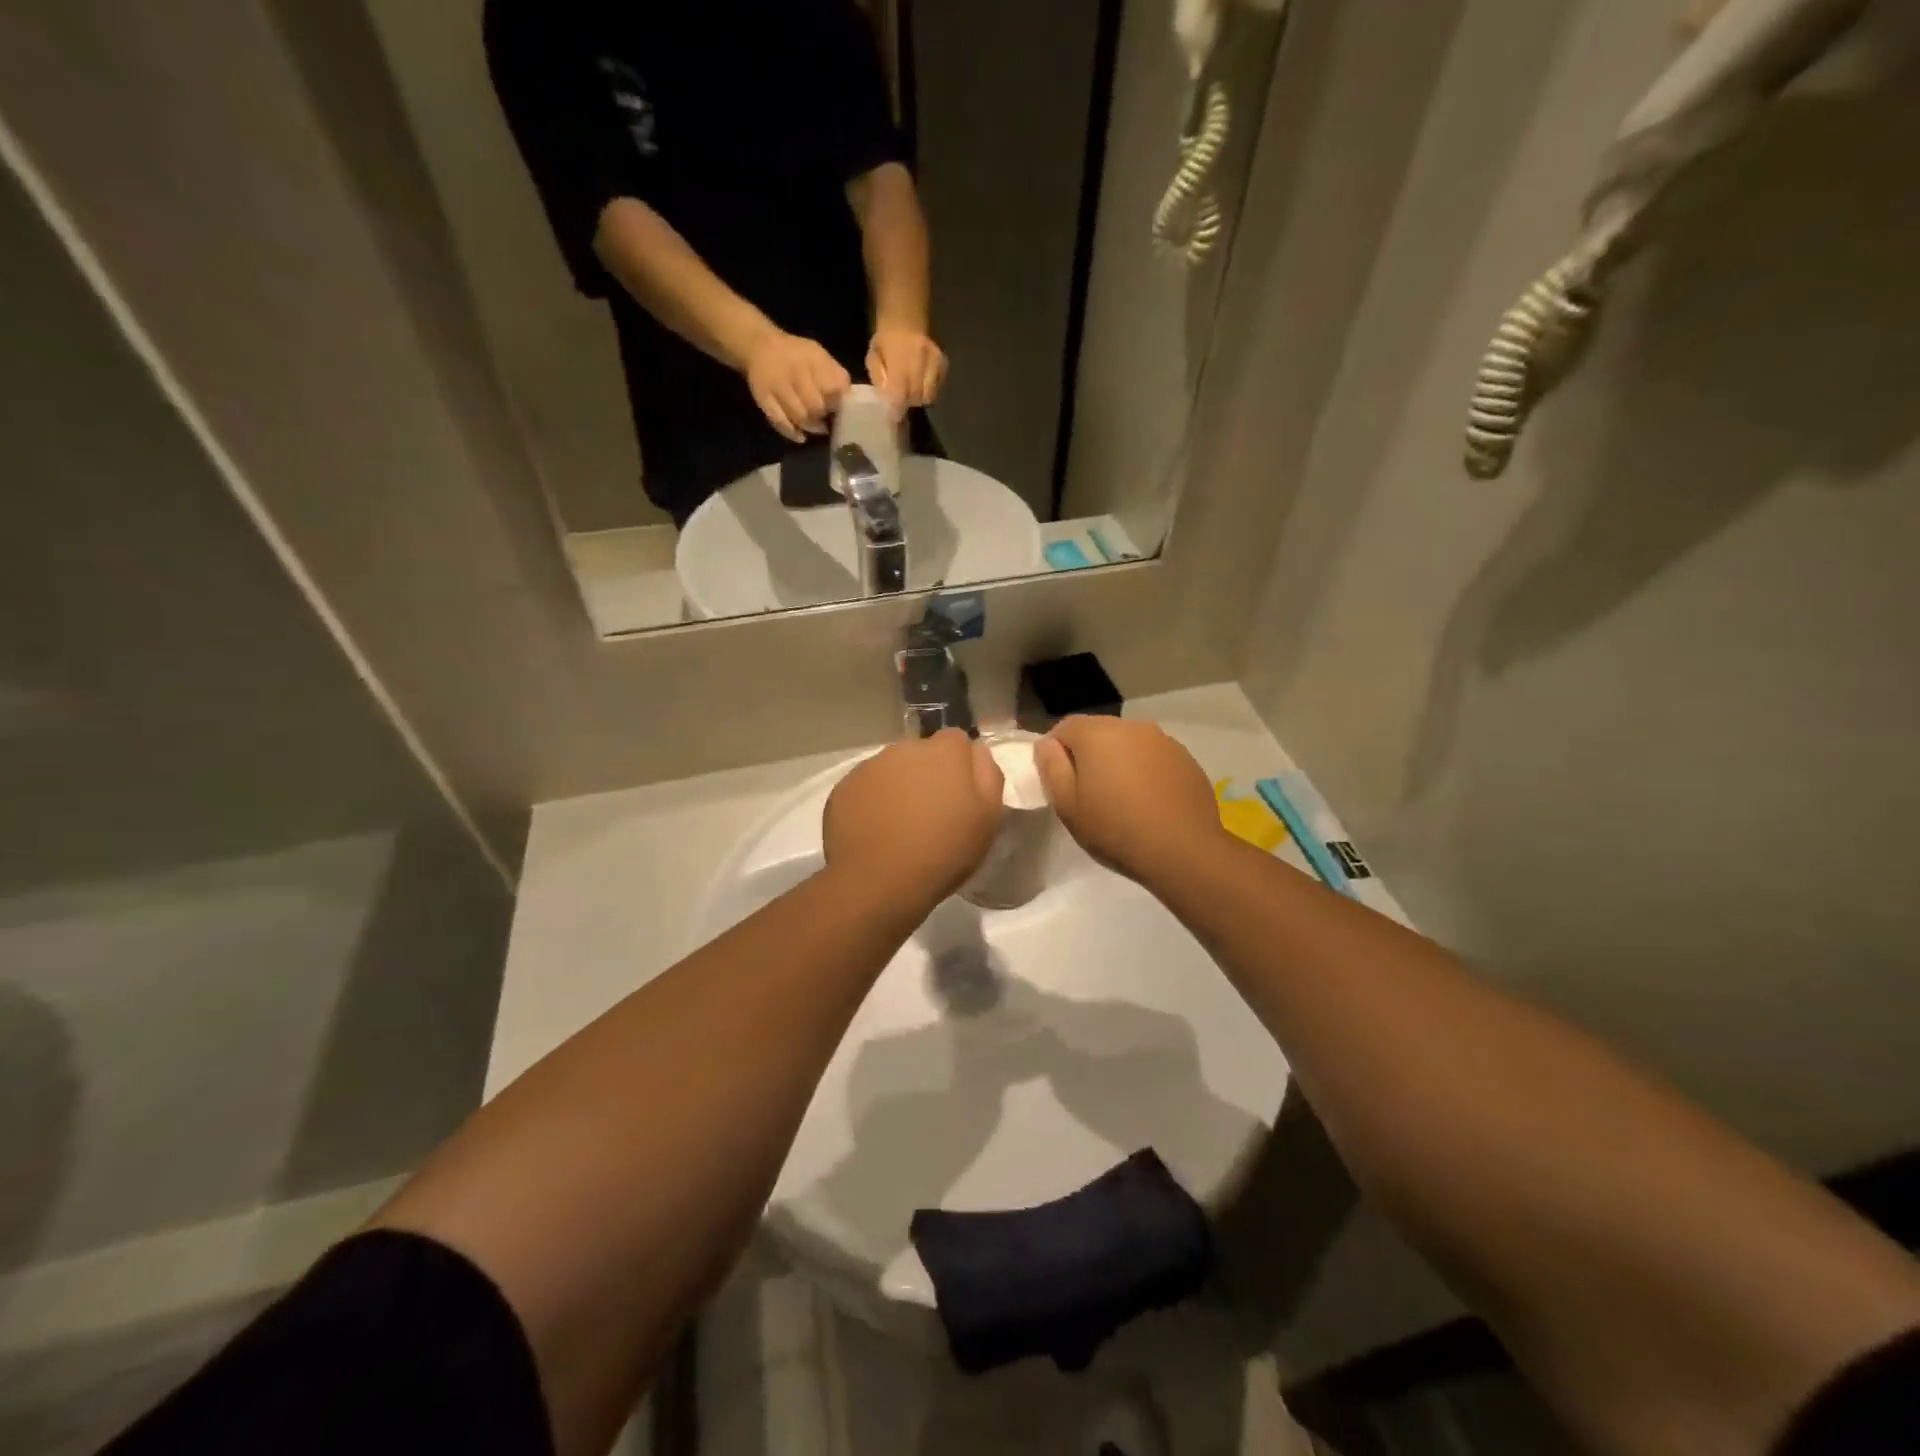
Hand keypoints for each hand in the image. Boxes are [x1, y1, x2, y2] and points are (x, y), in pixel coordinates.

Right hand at [744, 330, 852, 442]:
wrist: (759, 346)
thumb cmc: (797, 354)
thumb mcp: (819, 355)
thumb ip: (835, 374)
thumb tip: (848, 399)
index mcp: (812, 358)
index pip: (833, 387)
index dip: (838, 402)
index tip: (839, 407)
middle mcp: (794, 371)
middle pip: (816, 405)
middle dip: (823, 415)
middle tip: (826, 419)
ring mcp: (777, 386)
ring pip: (799, 416)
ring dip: (811, 427)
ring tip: (817, 427)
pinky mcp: (763, 399)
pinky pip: (779, 421)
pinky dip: (792, 433)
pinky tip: (801, 437)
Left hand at [824, 729, 1003, 907]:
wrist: (879, 881)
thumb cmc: (944, 851)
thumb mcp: (988, 818)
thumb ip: (988, 775)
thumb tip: (977, 752)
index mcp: (945, 751)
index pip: (957, 740)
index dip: (960, 765)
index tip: (960, 794)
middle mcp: (905, 748)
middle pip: (922, 753)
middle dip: (927, 774)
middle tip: (931, 813)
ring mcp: (870, 766)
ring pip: (891, 769)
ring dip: (898, 786)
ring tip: (900, 826)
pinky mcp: (844, 787)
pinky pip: (866, 787)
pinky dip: (872, 801)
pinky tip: (876, 832)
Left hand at [866, 325, 947, 412]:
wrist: (905, 320)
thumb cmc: (885, 341)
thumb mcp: (873, 358)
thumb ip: (878, 378)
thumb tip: (885, 399)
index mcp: (899, 356)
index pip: (900, 390)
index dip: (897, 407)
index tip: (893, 417)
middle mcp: (920, 358)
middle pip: (916, 395)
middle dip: (907, 403)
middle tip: (900, 404)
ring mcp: (935, 361)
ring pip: (929, 394)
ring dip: (919, 399)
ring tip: (910, 395)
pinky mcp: (943, 364)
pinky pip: (937, 387)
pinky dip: (929, 391)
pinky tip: (920, 386)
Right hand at [1035, 717, 1225, 887]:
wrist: (1184, 851)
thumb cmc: (1115, 829)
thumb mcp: (1067, 805)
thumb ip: (1051, 767)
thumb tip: (1048, 744)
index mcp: (1097, 733)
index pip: (1064, 728)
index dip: (1055, 752)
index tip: (1058, 781)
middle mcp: (1131, 726)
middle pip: (1098, 732)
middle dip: (1088, 755)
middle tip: (1087, 793)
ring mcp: (1163, 740)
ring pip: (1128, 744)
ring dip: (1118, 762)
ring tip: (1120, 799)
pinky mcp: (1185, 758)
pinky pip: (1153, 757)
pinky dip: (1145, 771)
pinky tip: (1148, 802)